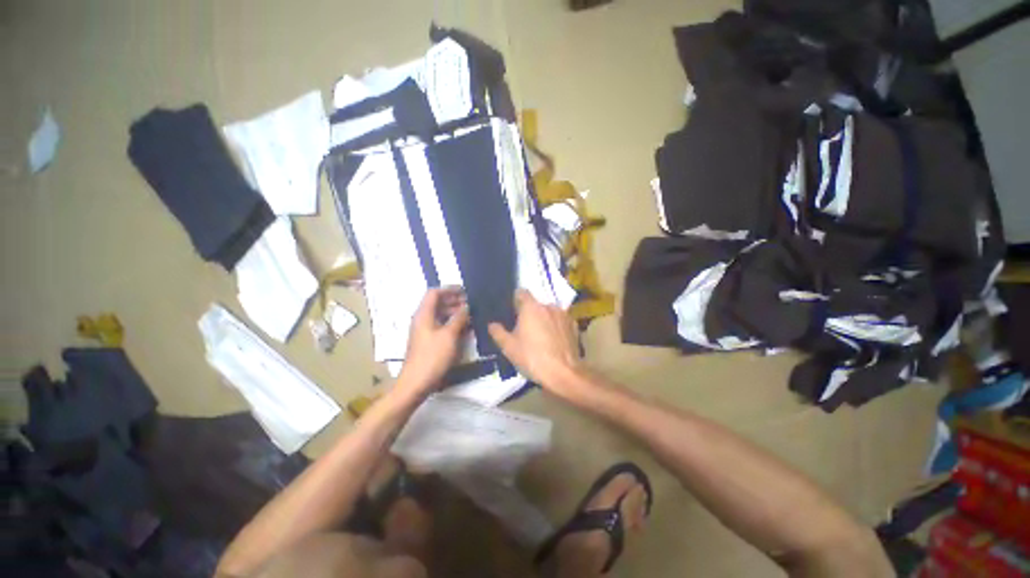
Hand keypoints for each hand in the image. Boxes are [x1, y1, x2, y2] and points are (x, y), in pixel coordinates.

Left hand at [397, 287, 469, 396]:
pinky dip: (452, 324)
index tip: (465, 291)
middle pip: (437, 303)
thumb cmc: (432, 357)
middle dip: (454, 301)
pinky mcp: (429, 342)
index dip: (449, 289)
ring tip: (471, 315)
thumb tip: (467, 306)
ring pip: (441, 315)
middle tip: (471, 303)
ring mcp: (425, 331)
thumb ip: (459, 318)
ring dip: (455, 313)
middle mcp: (423, 320)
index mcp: (424, 314)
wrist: (416, 383)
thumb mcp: (449, 335)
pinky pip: (441, 326)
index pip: (434, 293)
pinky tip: (465, 328)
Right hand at [488, 289, 583, 397]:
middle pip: (536, 304)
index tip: (512, 311)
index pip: (521, 293)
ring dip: (544, 319)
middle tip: (524, 329)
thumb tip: (492, 324)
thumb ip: (498, 333)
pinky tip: (554, 342)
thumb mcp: (509, 347)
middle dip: (530, 313)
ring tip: (541, 337)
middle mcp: (549, 306)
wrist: (563, 373)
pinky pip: (561, 322)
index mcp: (531, 307)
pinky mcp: (574, 326)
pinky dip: (556, 327)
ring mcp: (564, 315)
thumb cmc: (532, 357)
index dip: (515, 300)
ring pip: (549, 312)